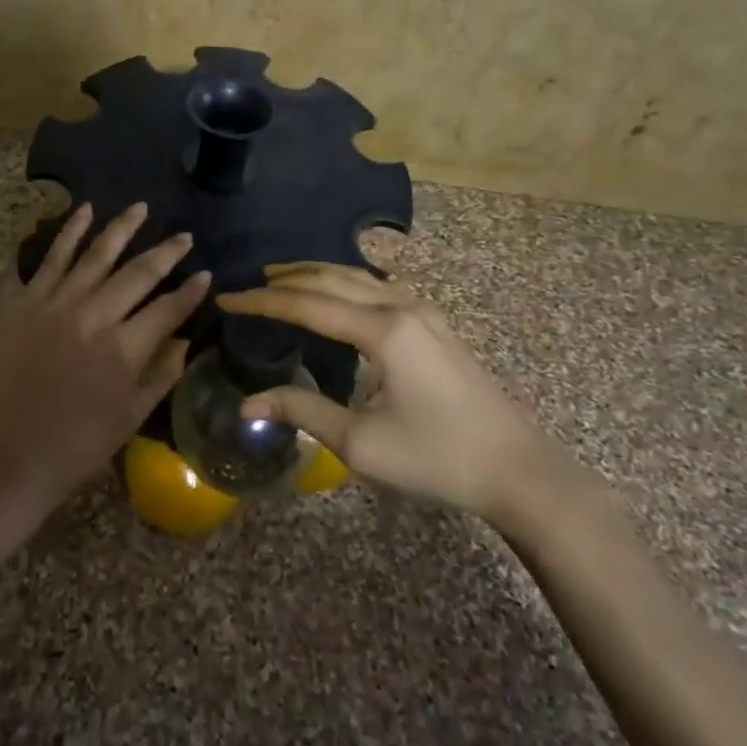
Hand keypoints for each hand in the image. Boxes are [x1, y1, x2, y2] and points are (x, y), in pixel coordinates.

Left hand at [0, 202, 210, 519]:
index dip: (190, 291)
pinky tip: (83, 211)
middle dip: (166, 252)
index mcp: (123, 349)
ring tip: (140, 207)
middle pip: (137, 272)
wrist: (7, 456)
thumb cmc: (76, 446)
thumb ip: (162, 373)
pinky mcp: (24, 303)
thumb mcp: (131, 416)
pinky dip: (66, 233)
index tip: (206, 273)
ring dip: (120, 228)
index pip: (168, 308)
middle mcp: (92, 315)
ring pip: (95, 254)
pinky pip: (49, 258)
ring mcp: (54, 303)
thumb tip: (186, 339)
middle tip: (184, 235)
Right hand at [218, 263, 554, 524]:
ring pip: (357, 277)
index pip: (307, 305)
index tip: (227, 299)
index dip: (262, 302)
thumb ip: (303, 412)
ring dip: (316, 275)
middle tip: (249, 285)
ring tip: (282, 280)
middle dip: (286, 279)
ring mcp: (423, 312)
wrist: (519, 470)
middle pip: (331, 279)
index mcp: (382, 331)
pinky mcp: (435, 325)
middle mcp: (401, 307)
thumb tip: (249, 402)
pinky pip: (377, 288)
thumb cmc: (438, 458)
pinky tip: (335, 297)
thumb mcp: (361, 443)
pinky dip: (343, 284)